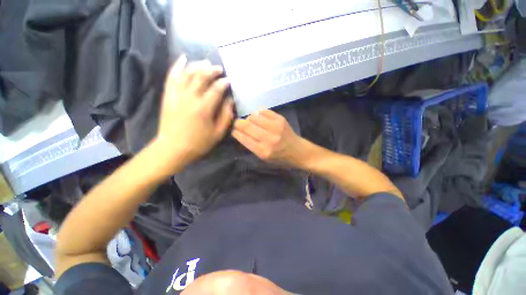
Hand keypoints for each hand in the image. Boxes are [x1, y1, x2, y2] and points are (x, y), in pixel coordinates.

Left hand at [156, 55, 233, 167]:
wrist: (173, 148)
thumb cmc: (199, 143)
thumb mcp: (218, 133)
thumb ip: (226, 116)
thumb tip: (230, 101)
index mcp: (204, 108)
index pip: (216, 89)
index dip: (224, 83)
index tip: (229, 80)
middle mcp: (190, 98)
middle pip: (201, 77)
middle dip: (212, 70)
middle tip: (219, 69)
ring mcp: (177, 95)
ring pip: (187, 74)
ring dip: (197, 66)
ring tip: (205, 63)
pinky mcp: (168, 96)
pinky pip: (171, 77)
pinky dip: (177, 66)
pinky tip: (182, 59)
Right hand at [232, 110, 303, 165]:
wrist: (299, 152)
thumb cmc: (280, 158)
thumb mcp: (264, 158)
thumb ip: (251, 146)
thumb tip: (239, 132)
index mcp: (263, 151)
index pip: (243, 137)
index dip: (235, 132)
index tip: (232, 129)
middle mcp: (268, 138)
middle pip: (246, 125)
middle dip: (238, 123)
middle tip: (238, 124)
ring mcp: (275, 127)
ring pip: (253, 116)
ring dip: (249, 118)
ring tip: (251, 122)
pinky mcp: (280, 119)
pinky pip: (263, 111)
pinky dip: (258, 113)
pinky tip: (259, 117)